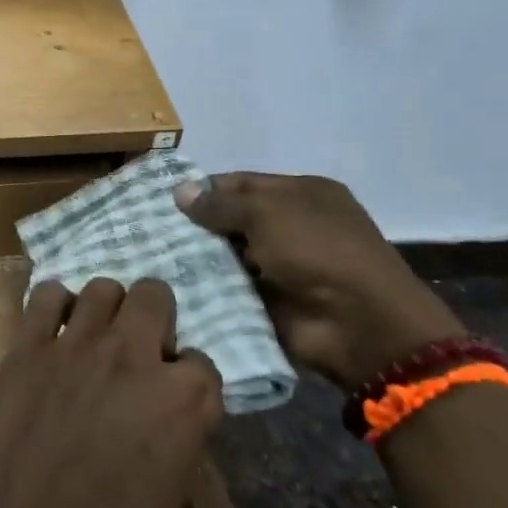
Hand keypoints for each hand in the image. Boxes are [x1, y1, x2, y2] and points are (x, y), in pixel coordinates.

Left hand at [0, 279, 220, 507]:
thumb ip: (174, 443)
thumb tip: (164, 420)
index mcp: (183, 404)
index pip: (203, 365)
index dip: (188, 382)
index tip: (173, 401)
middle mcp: (135, 358)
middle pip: (156, 297)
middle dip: (154, 320)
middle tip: (137, 354)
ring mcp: (77, 345)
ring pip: (104, 288)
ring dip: (107, 310)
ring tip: (94, 341)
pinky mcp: (27, 346)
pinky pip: (46, 295)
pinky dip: (55, 306)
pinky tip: (52, 334)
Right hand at [174, 174, 462, 391]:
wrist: (359, 323)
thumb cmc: (317, 250)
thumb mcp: (267, 212)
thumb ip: (222, 203)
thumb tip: (180, 191)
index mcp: (302, 194)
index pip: (243, 183)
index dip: (205, 188)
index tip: (163, 198)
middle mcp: (293, 227)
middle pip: (234, 220)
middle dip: (197, 226)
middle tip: (149, 229)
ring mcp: (283, 267)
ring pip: (229, 256)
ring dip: (199, 258)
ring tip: (152, 256)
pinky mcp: (272, 302)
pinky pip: (232, 290)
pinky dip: (209, 288)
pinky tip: (172, 285)